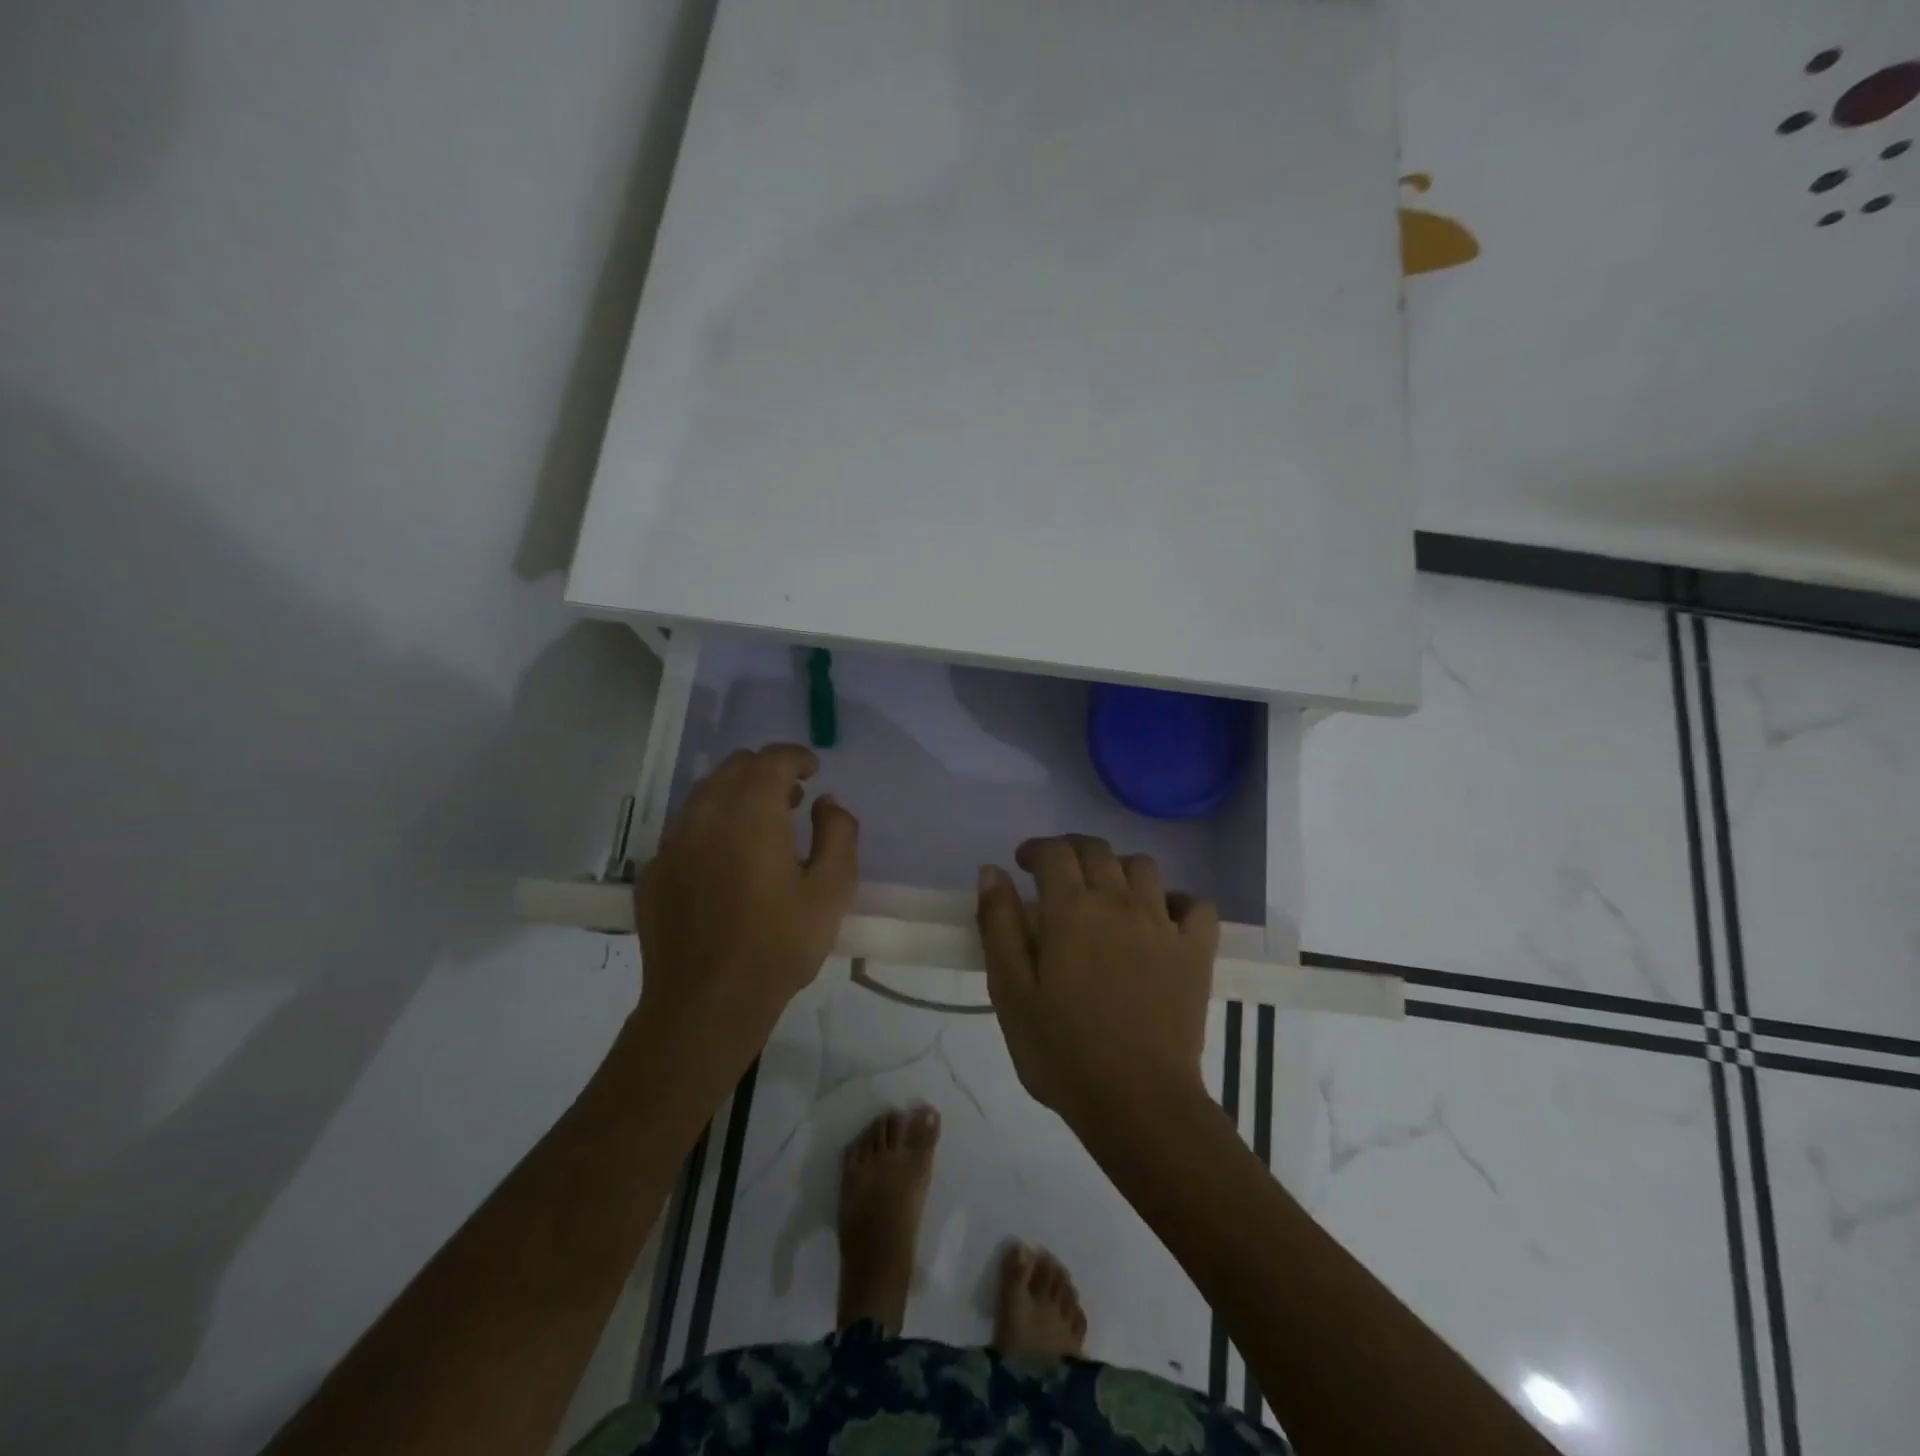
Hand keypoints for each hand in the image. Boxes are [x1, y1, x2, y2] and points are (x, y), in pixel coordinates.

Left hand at [633, 744, 858, 1081]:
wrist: (706, 1003)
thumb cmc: (778, 944)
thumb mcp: (832, 889)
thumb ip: (839, 833)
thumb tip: (826, 803)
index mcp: (751, 812)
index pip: (772, 760)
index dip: (796, 757)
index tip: (813, 770)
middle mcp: (705, 814)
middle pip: (734, 768)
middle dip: (766, 772)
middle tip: (792, 798)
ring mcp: (672, 843)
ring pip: (705, 795)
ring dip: (737, 796)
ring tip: (761, 827)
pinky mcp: (652, 873)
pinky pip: (685, 831)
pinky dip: (711, 828)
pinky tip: (725, 863)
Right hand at [976, 835, 1216, 1130]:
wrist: (1137, 1103)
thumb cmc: (1062, 1051)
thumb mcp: (1010, 992)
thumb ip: (999, 925)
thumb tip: (992, 871)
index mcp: (1071, 909)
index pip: (1054, 852)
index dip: (1035, 849)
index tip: (1022, 864)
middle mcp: (1119, 902)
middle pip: (1097, 849)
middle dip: (1070, 850)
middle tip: (1055, 874)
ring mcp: (1163, 924)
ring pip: (1143, 867)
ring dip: (1118, 869)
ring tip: (1105, 894)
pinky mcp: (1195, 951)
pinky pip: (1195, 905)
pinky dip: (1177, 901)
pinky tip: (1161, 918)